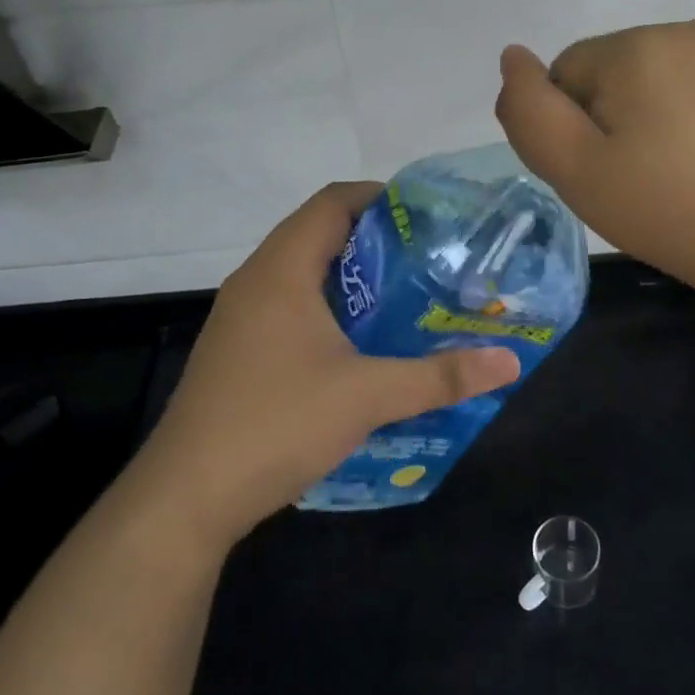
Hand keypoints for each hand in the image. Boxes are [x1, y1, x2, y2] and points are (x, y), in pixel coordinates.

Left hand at [128, 182, 520, 553]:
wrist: (186, 496)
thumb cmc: (276, 423)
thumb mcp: (367, 396)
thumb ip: (440, 376)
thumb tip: (509, 361)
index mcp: (281, 269)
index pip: (332, 202)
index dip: (380, 198)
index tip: (428, 217)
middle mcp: (256, 280)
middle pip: (319, 234)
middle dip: (375, 241)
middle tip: (429, 260)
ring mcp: (241, 318)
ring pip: (303, 274)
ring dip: (351, 279)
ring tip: (404, 298)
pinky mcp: (237, 351)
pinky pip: (289, 307)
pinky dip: (328, 309)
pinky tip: (360, 346)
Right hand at [493, 22, 694, 308]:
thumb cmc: (668, 211)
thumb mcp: (575, 173)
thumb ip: (529, 112)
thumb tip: (513, 56)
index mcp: (631, 49)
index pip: (569, 72)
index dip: (574, 125)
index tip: (604, 170)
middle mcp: (685, 29)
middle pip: (621, 67)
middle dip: (620, 111)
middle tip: (645, 174)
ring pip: (672, 70)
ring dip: (667, 105)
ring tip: (691, 166)